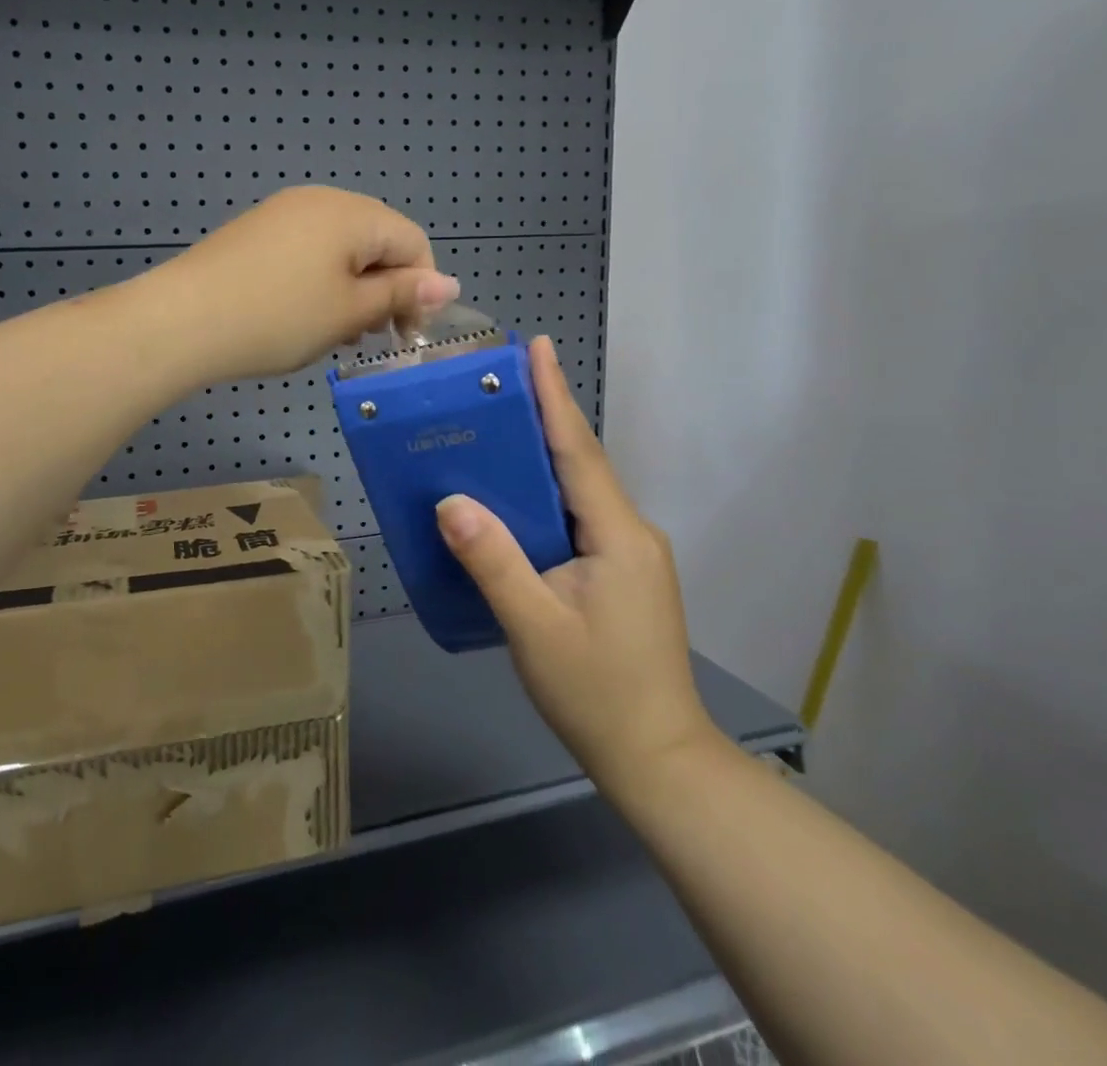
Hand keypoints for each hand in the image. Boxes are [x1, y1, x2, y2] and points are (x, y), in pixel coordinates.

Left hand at [153, 186, 458, 381]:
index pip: (413, 242)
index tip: (405, 336)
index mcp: (352, 213)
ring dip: (353, 289)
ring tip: (336, 332)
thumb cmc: (278, 317)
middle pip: (377, 241)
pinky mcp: (257, 232)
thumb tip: (449, 284)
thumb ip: (402, 295)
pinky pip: (308, 252)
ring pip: (342, 250)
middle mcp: (321, 201)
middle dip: (386, 289)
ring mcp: (284, 213)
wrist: (182, 320)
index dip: (421, 290)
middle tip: (370, 337)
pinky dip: (320, 282)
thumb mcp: (349, 311)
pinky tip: (303, 316)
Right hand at [435, 338, 717, 794]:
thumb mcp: (534, 628)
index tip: (538, 347)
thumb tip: (450, 501)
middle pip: (580, 463)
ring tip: (495, 429)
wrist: (657, 759)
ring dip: (543, 457)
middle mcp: (630, 533)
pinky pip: (577, 518)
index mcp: (618, 535)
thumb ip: (493, 561)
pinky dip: (545, 496)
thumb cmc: (596, 693)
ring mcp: (629, 555)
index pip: (579, 451)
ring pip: (579, 492)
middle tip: (498, 382)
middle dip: (544, 417)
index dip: (555, 397)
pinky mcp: (620, 574)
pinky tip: (513, 499)